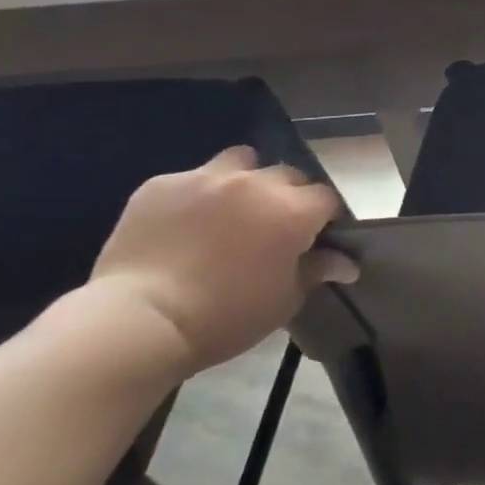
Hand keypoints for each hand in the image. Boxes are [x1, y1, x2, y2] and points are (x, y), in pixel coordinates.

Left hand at [83, 146, 353, 375]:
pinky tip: (183, 224)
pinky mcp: (162, 184)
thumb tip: (347, 262)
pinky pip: (191, 179)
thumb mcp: (282, 301)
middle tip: (272, 227)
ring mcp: (206, 178)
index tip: (314, 237)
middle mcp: (256, 183)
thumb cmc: (224, 318)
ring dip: (245, 179)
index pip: (326, 198)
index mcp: (292, 211)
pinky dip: (196, 195)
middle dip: (287, 196)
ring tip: (230, 209)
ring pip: (241, 161)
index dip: (323, 217)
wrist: (138, 322)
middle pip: (288, 175)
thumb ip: (316, 271)